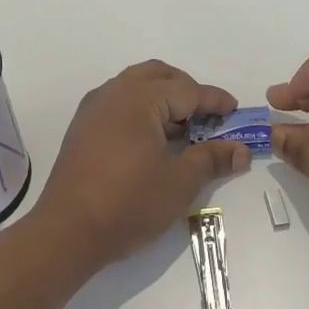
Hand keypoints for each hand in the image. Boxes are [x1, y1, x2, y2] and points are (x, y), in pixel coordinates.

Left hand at [32, 60, 249, 270]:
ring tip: (181, 129)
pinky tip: (152, 141)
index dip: (215, 101)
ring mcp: (92, 111)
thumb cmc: (130, 203)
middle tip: (208, 116)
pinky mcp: (81, 130)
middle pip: (157, 76)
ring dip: (161, 99)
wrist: (68, 232)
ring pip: (134, 87)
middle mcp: (113, 94)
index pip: (187, 90)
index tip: (236, 111)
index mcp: (139, 99)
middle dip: (186, 90)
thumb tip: (241, 150)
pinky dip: (140, 111)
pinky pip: (117, 105)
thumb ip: (212, 159)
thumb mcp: (180, 182)